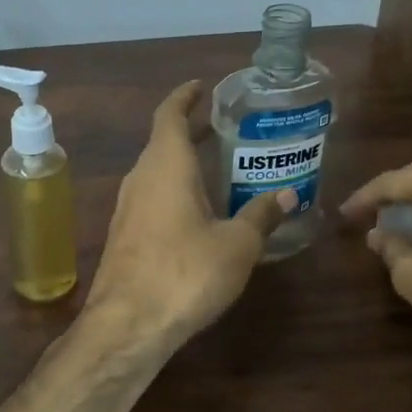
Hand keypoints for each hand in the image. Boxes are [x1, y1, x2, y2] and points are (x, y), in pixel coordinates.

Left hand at [85, 79, 295, 345]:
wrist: (128, 324)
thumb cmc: (186, 272)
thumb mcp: (237, 244)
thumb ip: (260, 215)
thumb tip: (286, 195)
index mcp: (166, 165)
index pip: (169, 114)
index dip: (185, 97)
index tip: (201, 86)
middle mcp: (141, 178)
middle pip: (163, 142)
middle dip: (192, 131)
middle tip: (225, 128)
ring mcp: (127, 208)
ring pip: (157, 172)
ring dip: (184, 164)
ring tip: (219, 168)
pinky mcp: (125, 236)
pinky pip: (153, 199)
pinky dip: (176, 192)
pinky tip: (200, 213)